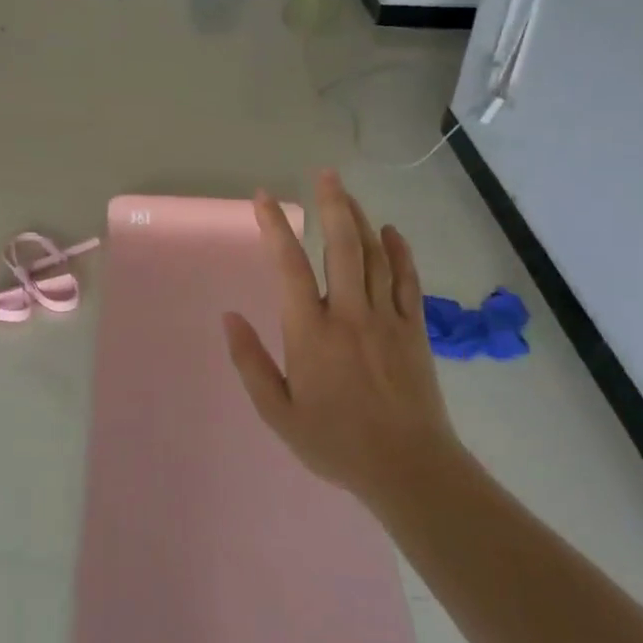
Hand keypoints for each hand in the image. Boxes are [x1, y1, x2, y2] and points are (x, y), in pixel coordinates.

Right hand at [222, 170, 459, 506]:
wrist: (409, 468)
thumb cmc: (335, 442)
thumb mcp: (278, 413)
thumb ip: (250, 362)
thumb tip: (229, 317)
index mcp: (310, 332)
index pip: (289, 266)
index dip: (275, 227)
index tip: (263, 198)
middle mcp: (349, 314)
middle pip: (342, 245)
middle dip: (331, 204)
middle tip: (324, 174)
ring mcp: (386, 318)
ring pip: (375, 255)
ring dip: (359, 219)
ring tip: (346, 193)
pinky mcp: (414, 329)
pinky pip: (407, 279)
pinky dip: (399, 251)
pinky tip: (391, 231)